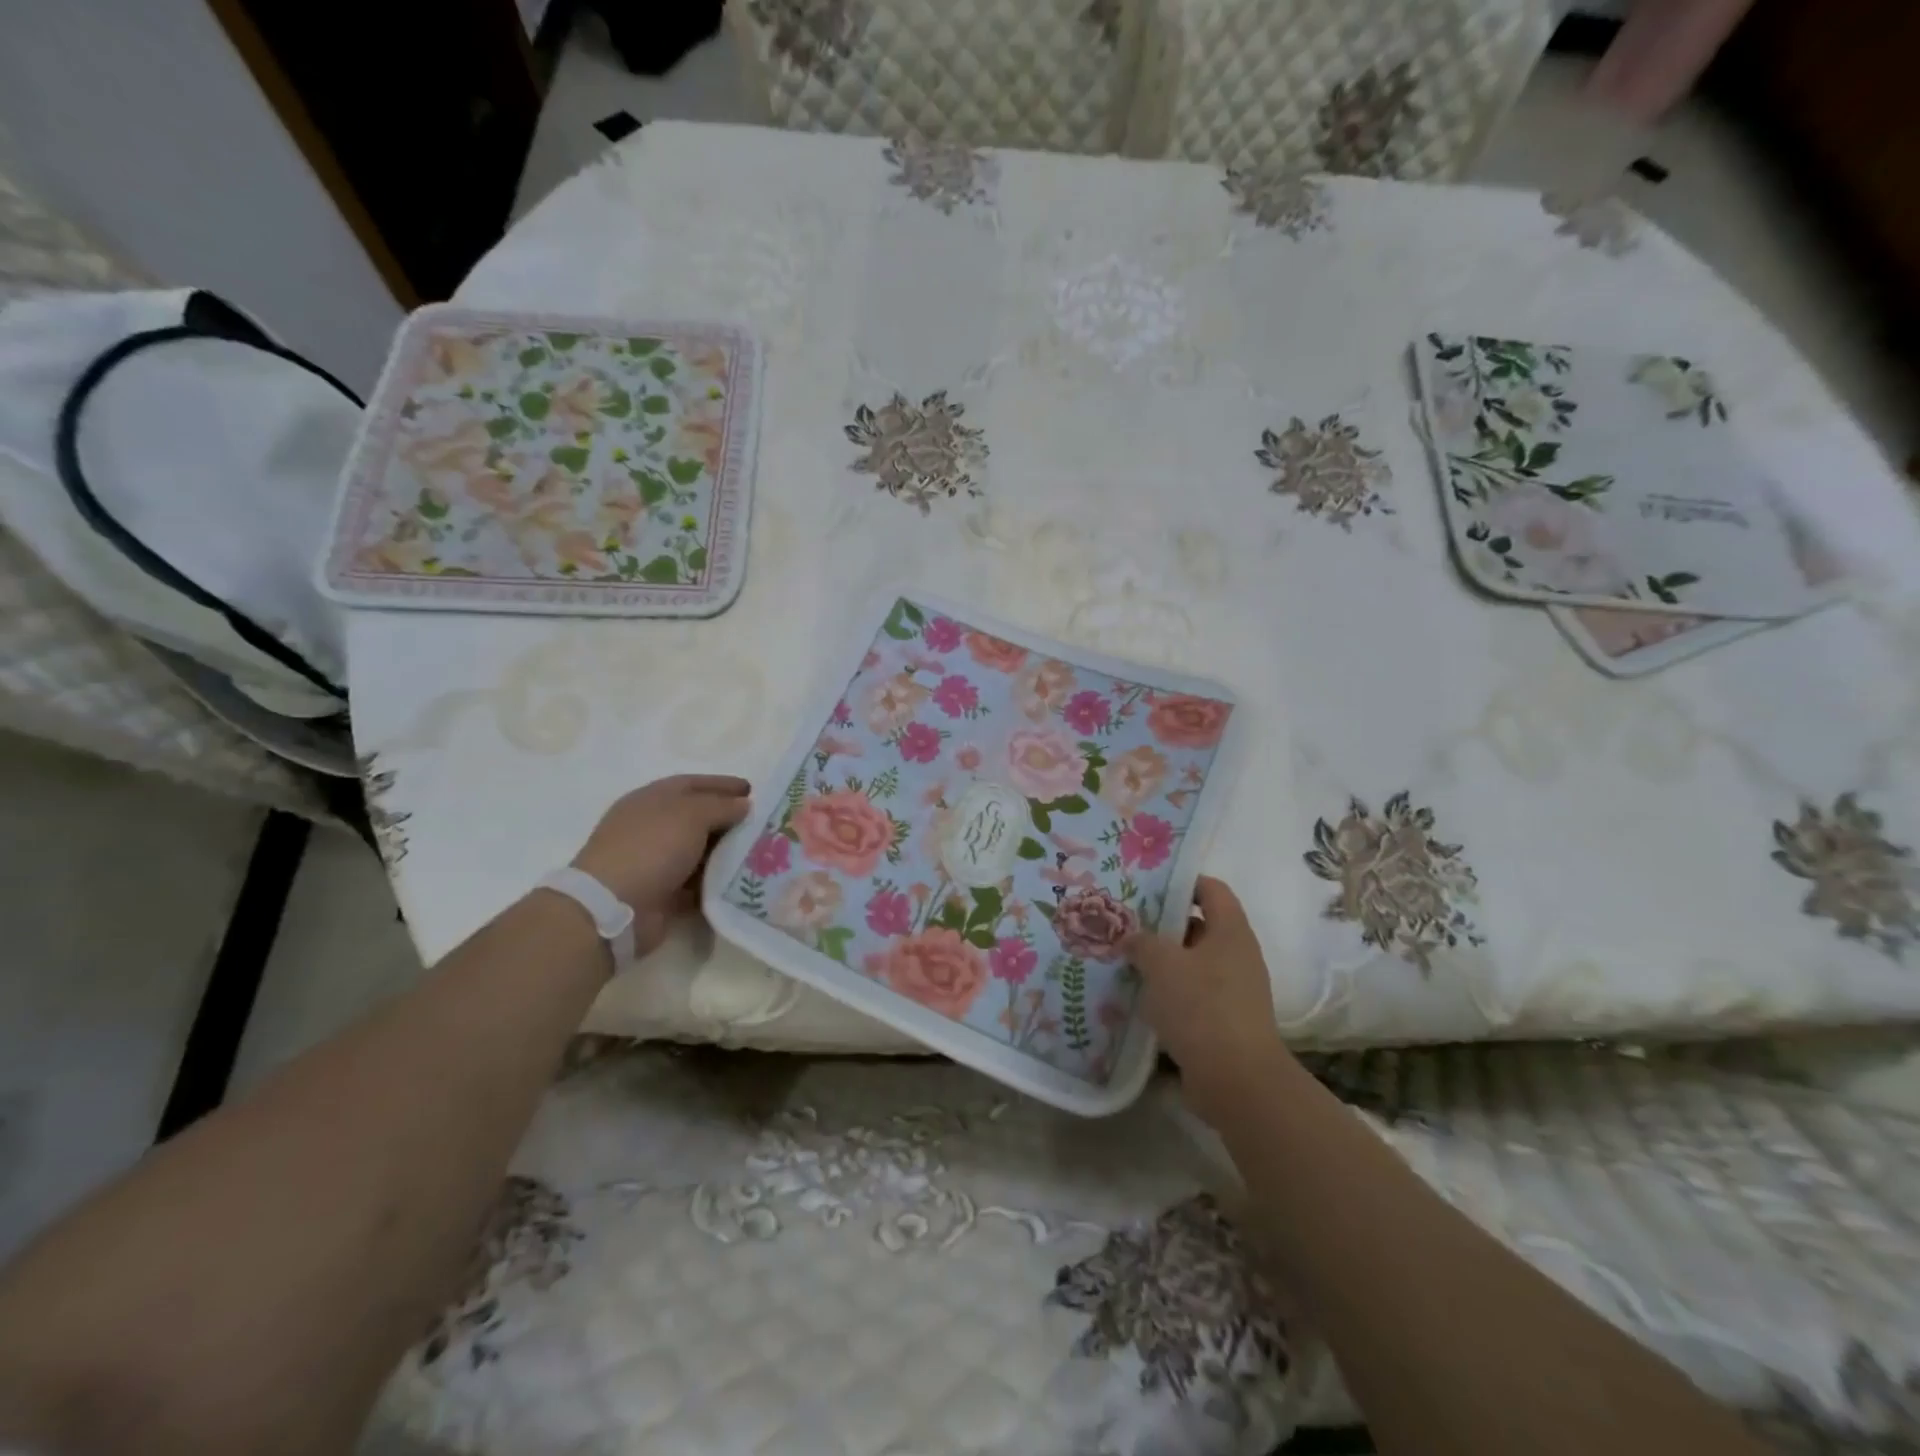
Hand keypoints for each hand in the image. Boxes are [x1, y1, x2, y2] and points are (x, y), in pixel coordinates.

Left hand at [571, 774, 751, 957]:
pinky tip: (741, 882)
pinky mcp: (661, 893)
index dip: (722, 785)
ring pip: (699, 852)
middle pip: (697, 817)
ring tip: (760, 854)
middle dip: (729, 820)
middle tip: (761, 825)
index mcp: (652, 799)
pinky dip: (716, 882)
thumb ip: (722, 806)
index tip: (752, 791)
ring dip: (726, 853)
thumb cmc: (651, 847)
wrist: (613, 907)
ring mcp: (654, 861)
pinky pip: (697, 883)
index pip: (693, 784)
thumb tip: (744, 805)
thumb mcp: (691, 815)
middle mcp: (652, 827)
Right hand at [1126, 876, 1293, 1125]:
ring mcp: (1235, 991)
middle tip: (1126, 926)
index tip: (1147, 887)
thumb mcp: (1161, 964)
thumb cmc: (1201, 1007)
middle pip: (1199, 927)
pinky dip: (1170, 995)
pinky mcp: (1226, 1022)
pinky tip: (1141, 1001)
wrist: (1236, 1081)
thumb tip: (1132, 937)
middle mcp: (1238, 956)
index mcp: (1231, 931)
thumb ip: (1142, 942)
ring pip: (1194, 964)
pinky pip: (1194, 997)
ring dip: (1164, 964)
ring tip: (1126, 962)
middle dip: (1163, 926)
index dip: (1181, 882)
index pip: (1211, 889)